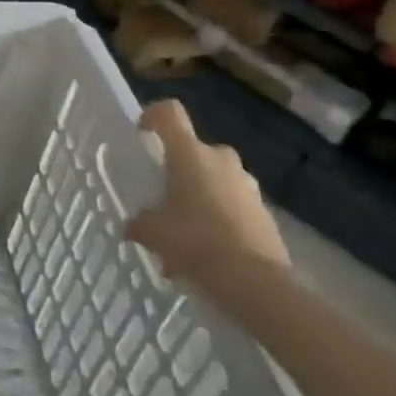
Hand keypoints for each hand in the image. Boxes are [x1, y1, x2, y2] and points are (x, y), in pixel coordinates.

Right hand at [126, 99, 290, 283]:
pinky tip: (208, 250)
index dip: (153, 116)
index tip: (143, 135)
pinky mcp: (264, 211)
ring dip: (201, 195)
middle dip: (179, 170)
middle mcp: (221, 159)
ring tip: (186, 232)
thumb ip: (138, 223)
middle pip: (194, 150)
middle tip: (165, 197)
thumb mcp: (153, 234)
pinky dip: (220, 217)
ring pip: (216, 178)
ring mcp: (247, 184)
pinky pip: (234, 203)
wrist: (256, 283)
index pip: (169, 112)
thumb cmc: (196, 243)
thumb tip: (131, 226)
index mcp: (189, 154)